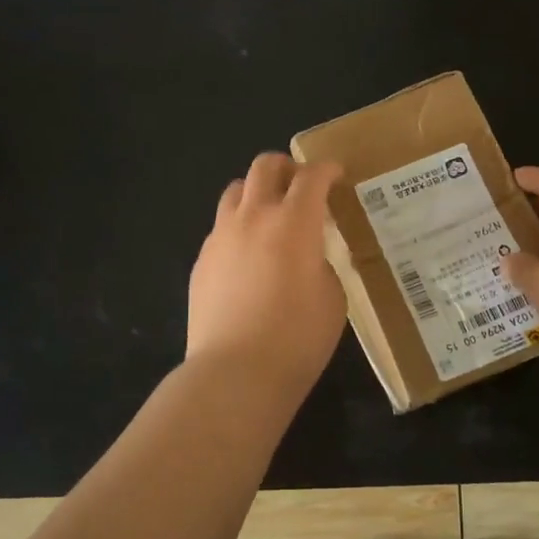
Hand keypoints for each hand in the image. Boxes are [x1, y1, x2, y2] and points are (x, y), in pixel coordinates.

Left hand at [186, 153, 347, 395]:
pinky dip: (239, 226)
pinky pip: (221, 226)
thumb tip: (309, 256)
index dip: (327, 169)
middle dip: (287, 167)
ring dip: (257, 192)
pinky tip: (249, 256)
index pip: (312, 176)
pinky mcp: (202, 260)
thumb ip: (323, 263)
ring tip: (271, 216)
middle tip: (302, 185)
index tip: (336, 175)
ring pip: (236, 190)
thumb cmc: (297, 338)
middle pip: (265, 166)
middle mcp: (254, 217)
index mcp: (294, 222)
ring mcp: (221, 236)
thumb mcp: (333, 297)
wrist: (235, 372)